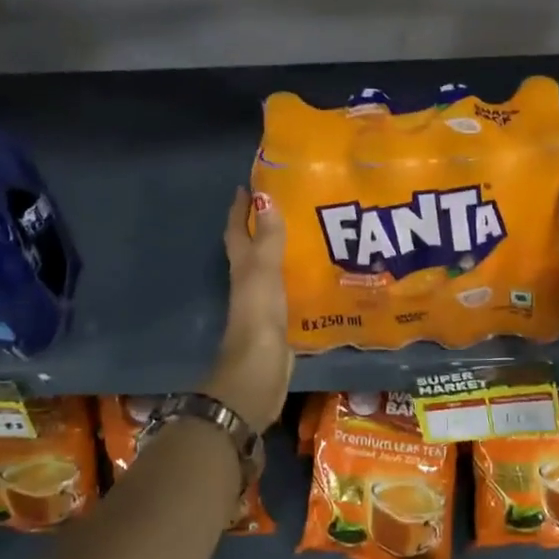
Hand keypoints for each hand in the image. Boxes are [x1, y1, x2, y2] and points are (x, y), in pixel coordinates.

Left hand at [203, 186, 291, 429]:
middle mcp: (250, 282)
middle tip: (291, 203)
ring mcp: (265, 303)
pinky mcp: (281, 322)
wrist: (258, 373)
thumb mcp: (263, 272)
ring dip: (286, 251)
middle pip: (254, 247)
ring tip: (314, 233)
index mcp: (242, 267)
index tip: (251, 185)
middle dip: (266, 226)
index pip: (237, 230)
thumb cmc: (257, 317)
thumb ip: (268, 238)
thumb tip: (266, 198)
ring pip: (273, 269)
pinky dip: (300, 279)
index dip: (240, 209)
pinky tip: (321, 274)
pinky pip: (290, 291)